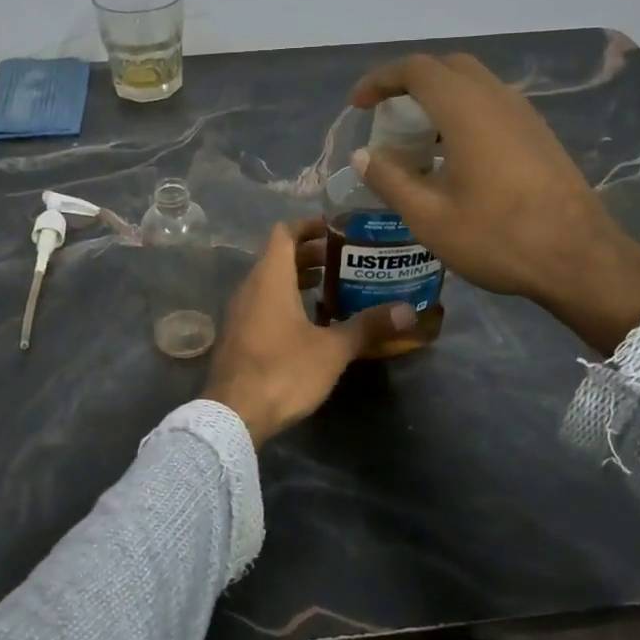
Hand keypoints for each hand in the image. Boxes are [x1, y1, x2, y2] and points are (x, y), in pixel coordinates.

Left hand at [203, 218, 413, 446]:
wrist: (232, 414)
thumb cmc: (283, 371)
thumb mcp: (332, 349)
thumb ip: (367, 326)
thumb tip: (407, 310)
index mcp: (270, 278)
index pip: (284, 233)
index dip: (309, 225)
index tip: (336, 228)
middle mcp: (250, 288)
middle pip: (278, 257)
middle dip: (310, 254)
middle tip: (344, 260)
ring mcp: (239, 313)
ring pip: (269, 282)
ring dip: (297, 278)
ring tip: (332, 286)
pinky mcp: (237, 336)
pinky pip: (262, 304)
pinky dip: (284, 300)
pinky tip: (309, 322)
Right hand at [350, 52, 639, 353]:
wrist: (579, 258)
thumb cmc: (497, 237)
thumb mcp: (429, 217)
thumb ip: (390, 180)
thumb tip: (362, 156)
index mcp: (466, 110)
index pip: (416, 70)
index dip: (380, 80)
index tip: (358, 105)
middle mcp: (497, 99)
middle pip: (448, 68)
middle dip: (410, 83)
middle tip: (387, 116)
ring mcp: (524, 115)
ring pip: (474, 85)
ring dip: (440, 99)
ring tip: (417, 140)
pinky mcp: (539, 136)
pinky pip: (493, 106)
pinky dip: (463, 114)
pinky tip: (454, 157)